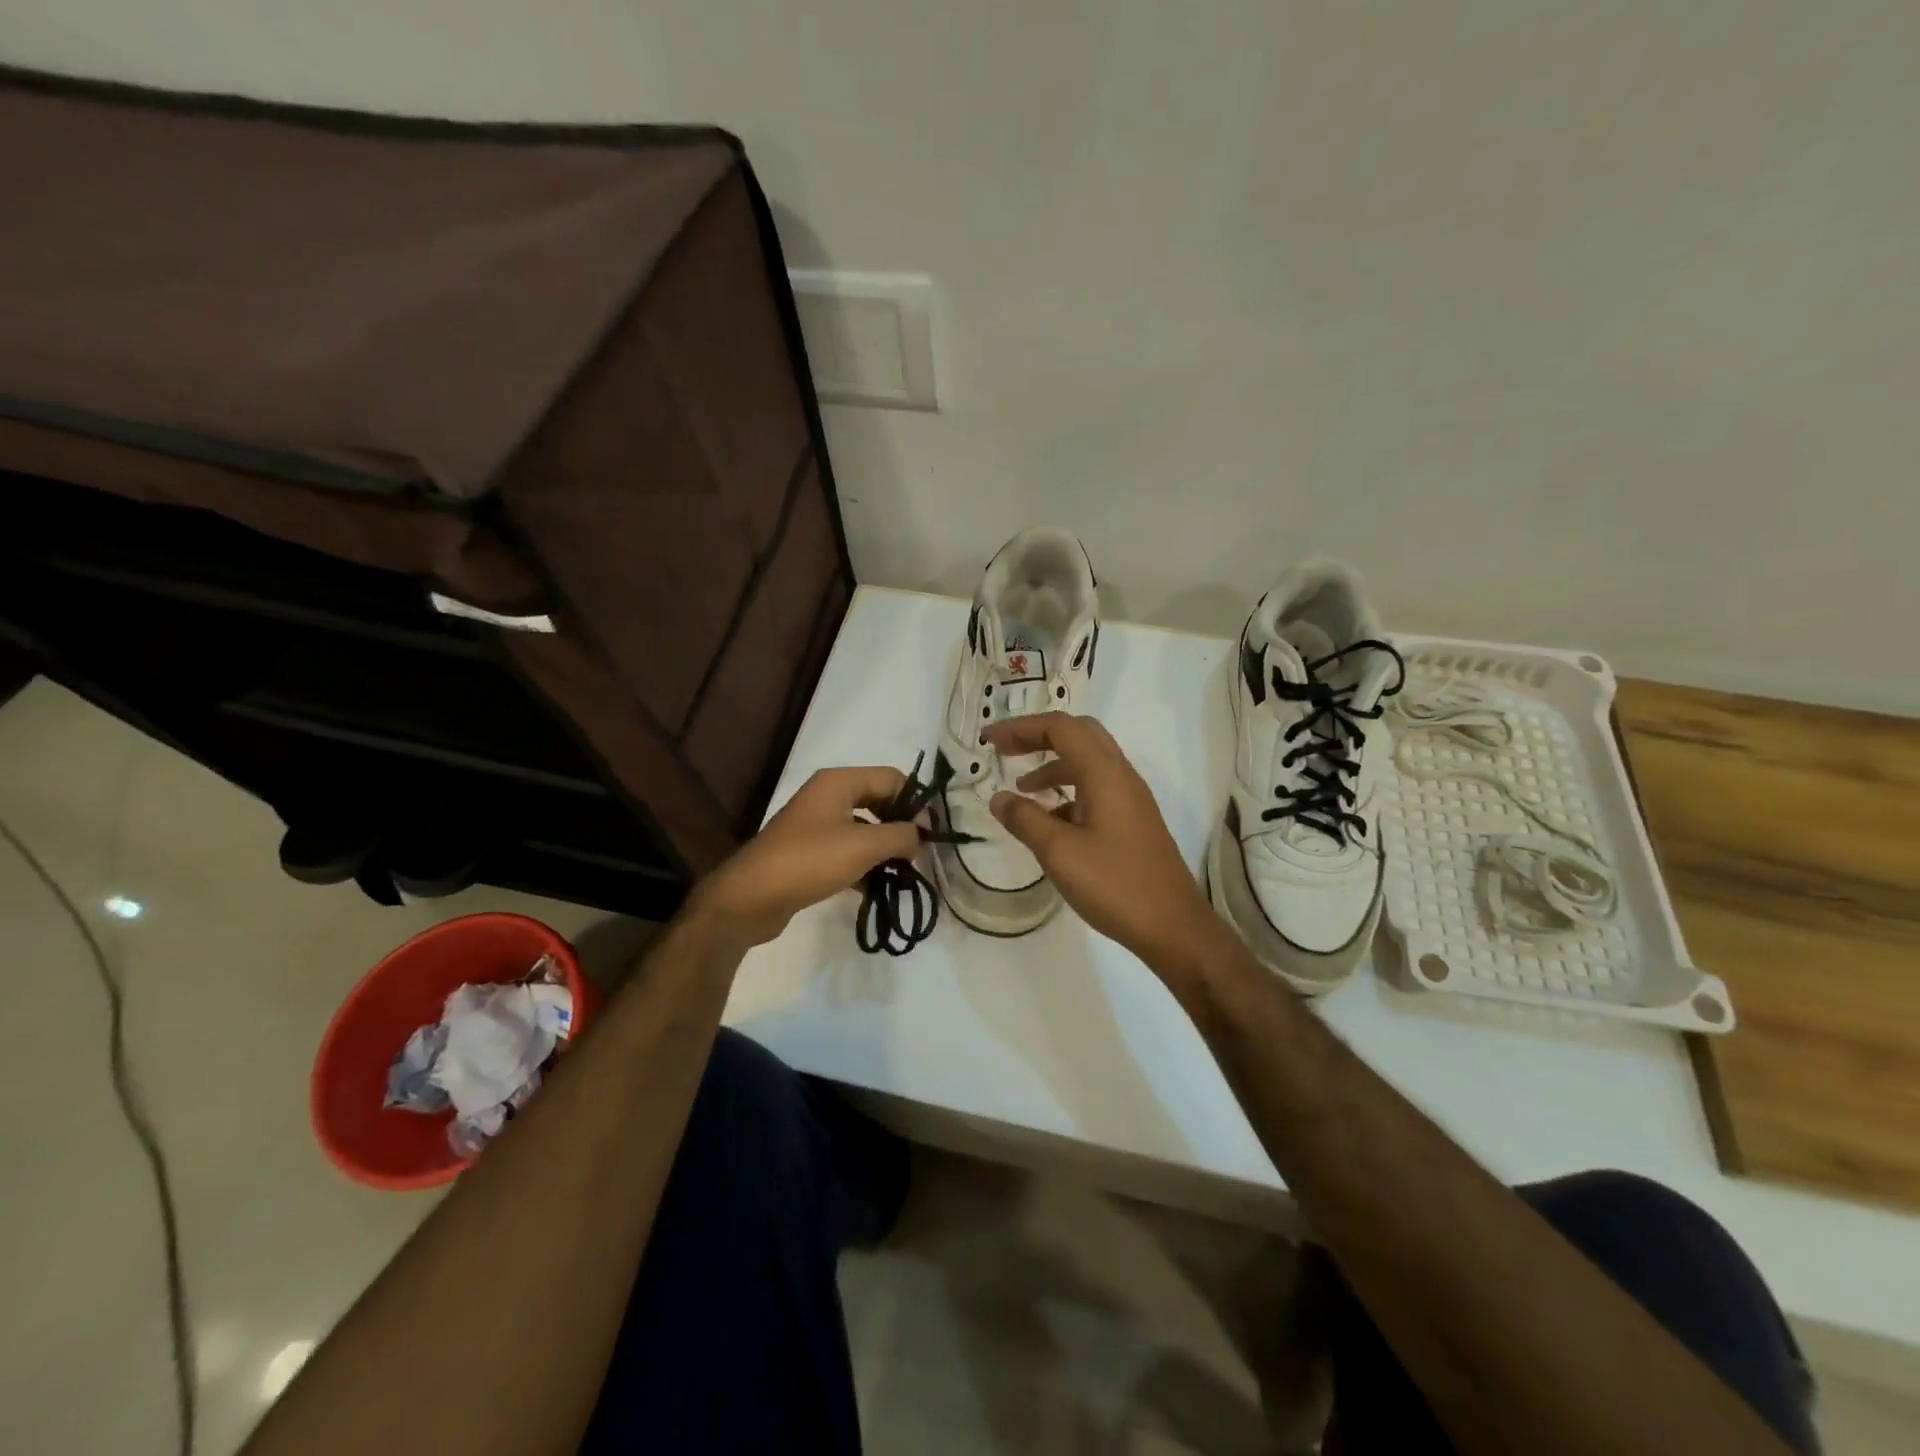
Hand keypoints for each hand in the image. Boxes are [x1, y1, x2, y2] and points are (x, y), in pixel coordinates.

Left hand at [687, 767, 919, 948]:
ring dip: (885, 848)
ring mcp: (817, 825)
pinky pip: (848, 850)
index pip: (892, 777)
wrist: (750, 897)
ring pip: (864, 829)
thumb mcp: (863, 846)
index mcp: (839, 782)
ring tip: (903, 874)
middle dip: (901, 826)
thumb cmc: (810, 861)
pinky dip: (865, 865)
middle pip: (878, 801)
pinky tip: (878, 888)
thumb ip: (900, 835)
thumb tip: (920, 833)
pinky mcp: (810, 852)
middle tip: (919, 854)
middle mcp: (828, 796)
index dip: (915, 802)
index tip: (930, 833)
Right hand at [984, 713, 1225, 976]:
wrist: (1174, 927)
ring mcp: (1131, 799)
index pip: (1060, 728)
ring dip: (1052, 766)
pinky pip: (1097, 789)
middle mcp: (1121, 776)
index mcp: (1105, 773)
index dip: (1021, 728)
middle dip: (1038, 737)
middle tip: (1005, 751)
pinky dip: (1068, 792)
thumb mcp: (1059, 853)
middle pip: (1078, 735)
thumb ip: (1025, 820)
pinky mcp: (1133, 822)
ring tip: (1021, 789)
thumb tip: (999, 798)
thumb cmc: (1115, 884)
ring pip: (1088, 763)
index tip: (988, 740)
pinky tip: (1050, 822)